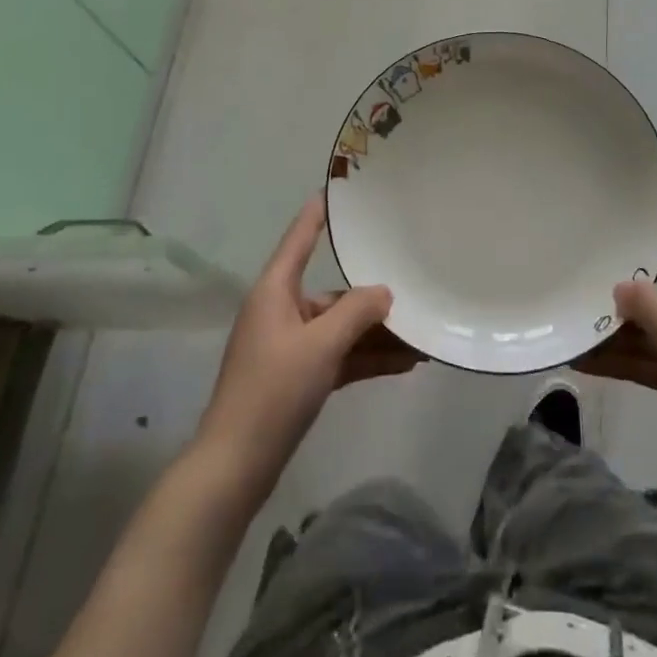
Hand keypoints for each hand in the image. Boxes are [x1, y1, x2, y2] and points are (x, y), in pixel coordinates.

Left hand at [197, 194, 421, 497]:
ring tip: (421, 335)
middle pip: (333, 293)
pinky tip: (405, 363)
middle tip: (413, 286)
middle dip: (372, 298)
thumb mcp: (321, 345)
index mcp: (275, 291)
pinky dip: (366, 358)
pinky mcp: (297, 378)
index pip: (300, 238)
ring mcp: (289, 347)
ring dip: (376, 334)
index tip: (338, 189)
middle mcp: (282, 311)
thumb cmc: (273, 391)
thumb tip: (383, 292)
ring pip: (340, 329)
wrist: (235, 467)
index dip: (319, 213)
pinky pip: (338, 357)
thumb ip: (356, 312)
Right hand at [575, 222, 656, 501]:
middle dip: (623, 299)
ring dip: (619, 336)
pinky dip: (627, 362)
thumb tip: (619, 285)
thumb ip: (652, 310)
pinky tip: (588, 363)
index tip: (619, 217)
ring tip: (573, 331)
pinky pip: (656, 360)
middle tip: (579, 286)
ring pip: (656, 332)